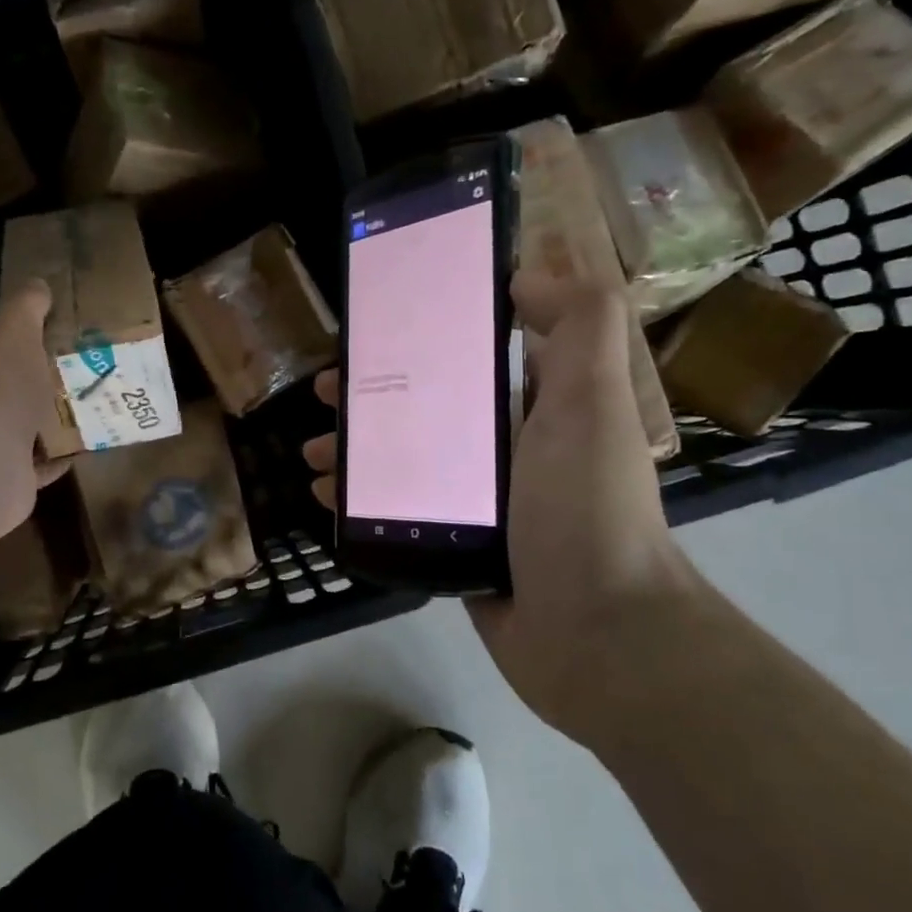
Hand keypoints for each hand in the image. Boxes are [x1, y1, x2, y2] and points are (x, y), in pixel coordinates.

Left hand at [0, 280, 70, 540]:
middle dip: (40, 364)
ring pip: (23, 415)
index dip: (17, 313)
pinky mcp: (6, 469)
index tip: (52, 310)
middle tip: (83, 354)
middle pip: (7, 371)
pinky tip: (87, 443)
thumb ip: (26, 306)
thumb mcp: (16, 333)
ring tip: (93, 395)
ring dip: (52, 410)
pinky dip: (58, 453)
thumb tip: (36, 282)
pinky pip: (38, 458)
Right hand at [303, 271, 696, 739]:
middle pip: (428, 409)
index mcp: (540, 409)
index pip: (474, 358)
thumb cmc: (585, 507)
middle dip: (374, 396)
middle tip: (327, 392)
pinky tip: (326, 498)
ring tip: (314, 452)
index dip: (425, 339)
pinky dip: (362, 502)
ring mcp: (482, 504)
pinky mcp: (457, 548)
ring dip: (358, 450)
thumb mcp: (591, 401)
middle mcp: (510, 451)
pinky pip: (400, 513)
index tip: (376, 332)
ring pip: (406, 461)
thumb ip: (580, 325)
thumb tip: (526, 276)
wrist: (597, 635)